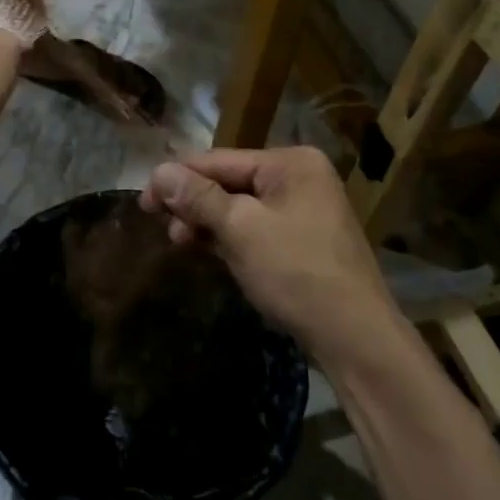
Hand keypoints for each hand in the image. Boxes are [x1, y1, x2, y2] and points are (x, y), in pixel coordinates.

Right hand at [140, 147, 395, 361]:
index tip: (143, 200)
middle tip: (163, 228)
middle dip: (193, 204)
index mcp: (291, 163)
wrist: (355, 338)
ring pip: (240, 208)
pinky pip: (255, 228)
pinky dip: (229, 238)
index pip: (220, 160)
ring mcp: (304, 210)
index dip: (178, 178)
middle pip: (229, 182)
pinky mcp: (302, 241)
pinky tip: (207, 251)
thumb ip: (198, 198)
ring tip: (180, 243)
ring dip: (207, 223)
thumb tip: (158, 171)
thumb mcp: (241, 230)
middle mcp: (300, 178)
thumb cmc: (296, 272)